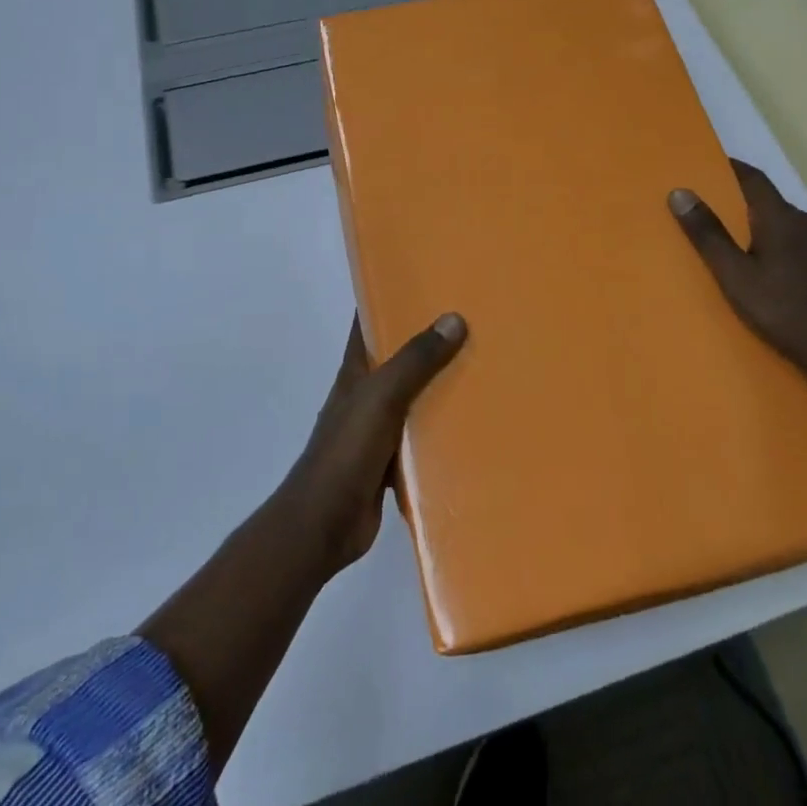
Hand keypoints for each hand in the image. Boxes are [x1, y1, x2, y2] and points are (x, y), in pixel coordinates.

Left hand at [278, 312, 467, 575]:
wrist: (324, 524)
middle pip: (398, 357)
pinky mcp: (391, 461)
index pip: (369, 322)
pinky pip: (422, 435)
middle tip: (472, 321)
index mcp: (355, 371)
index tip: (427, 281)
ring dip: (439, 384)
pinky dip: (442, 426)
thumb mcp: (381, 396)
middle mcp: (365, 393)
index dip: (390, 298)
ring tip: (483, 365)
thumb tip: (454, 317)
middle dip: (428, 340)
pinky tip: (474, 422)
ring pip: (413, 396)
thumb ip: (415, 360)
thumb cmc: (346, 451)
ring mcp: (377, 428)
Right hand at [669, 159, 806, 381]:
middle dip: (740, 205)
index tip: (706, 166)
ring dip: (762, 230)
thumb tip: (679, 192)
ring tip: (737, 248)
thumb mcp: (736, 276)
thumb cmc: (787, 311)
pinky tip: (772, 274)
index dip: (730, 168)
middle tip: (711, 215)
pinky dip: (780, 249)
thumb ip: (708, 235)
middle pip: (769, 203)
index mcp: (780, 218)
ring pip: (786, 227)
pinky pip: (801, 247)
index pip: (752, 178)